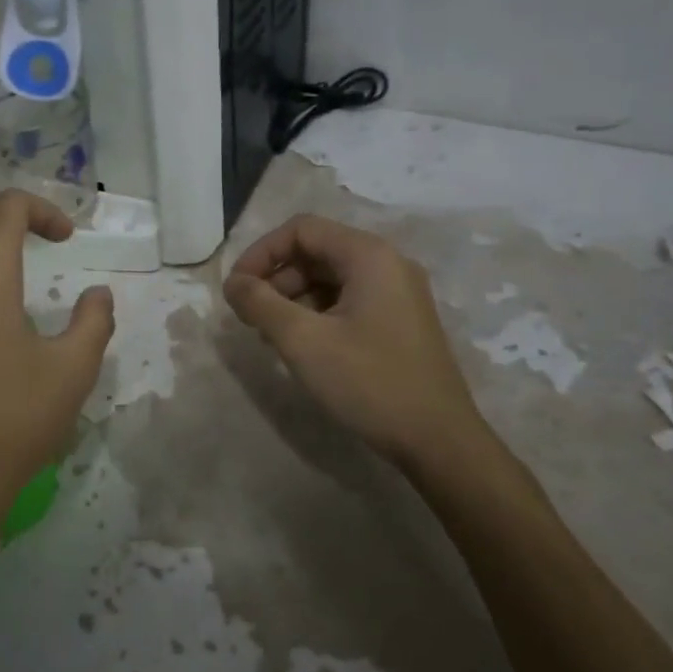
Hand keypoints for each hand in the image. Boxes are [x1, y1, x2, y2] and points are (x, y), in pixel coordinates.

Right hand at [223, 214, 494, 473]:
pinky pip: (349, 300)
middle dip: (276, 278)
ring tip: (272, 335)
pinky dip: (318, 313)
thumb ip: (260, 304)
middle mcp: (388, 263)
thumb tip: (233, 283)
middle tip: (251, 316)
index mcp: (369, 256)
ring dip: (294, 298)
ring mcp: (398, 293)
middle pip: (317, 251)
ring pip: (331, 278)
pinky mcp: (400, 320)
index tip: (236, 289)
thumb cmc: (370, 383)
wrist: (439, 442)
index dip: (261, 253)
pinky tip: (303, 346)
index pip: (301, 230)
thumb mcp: (304, 341)